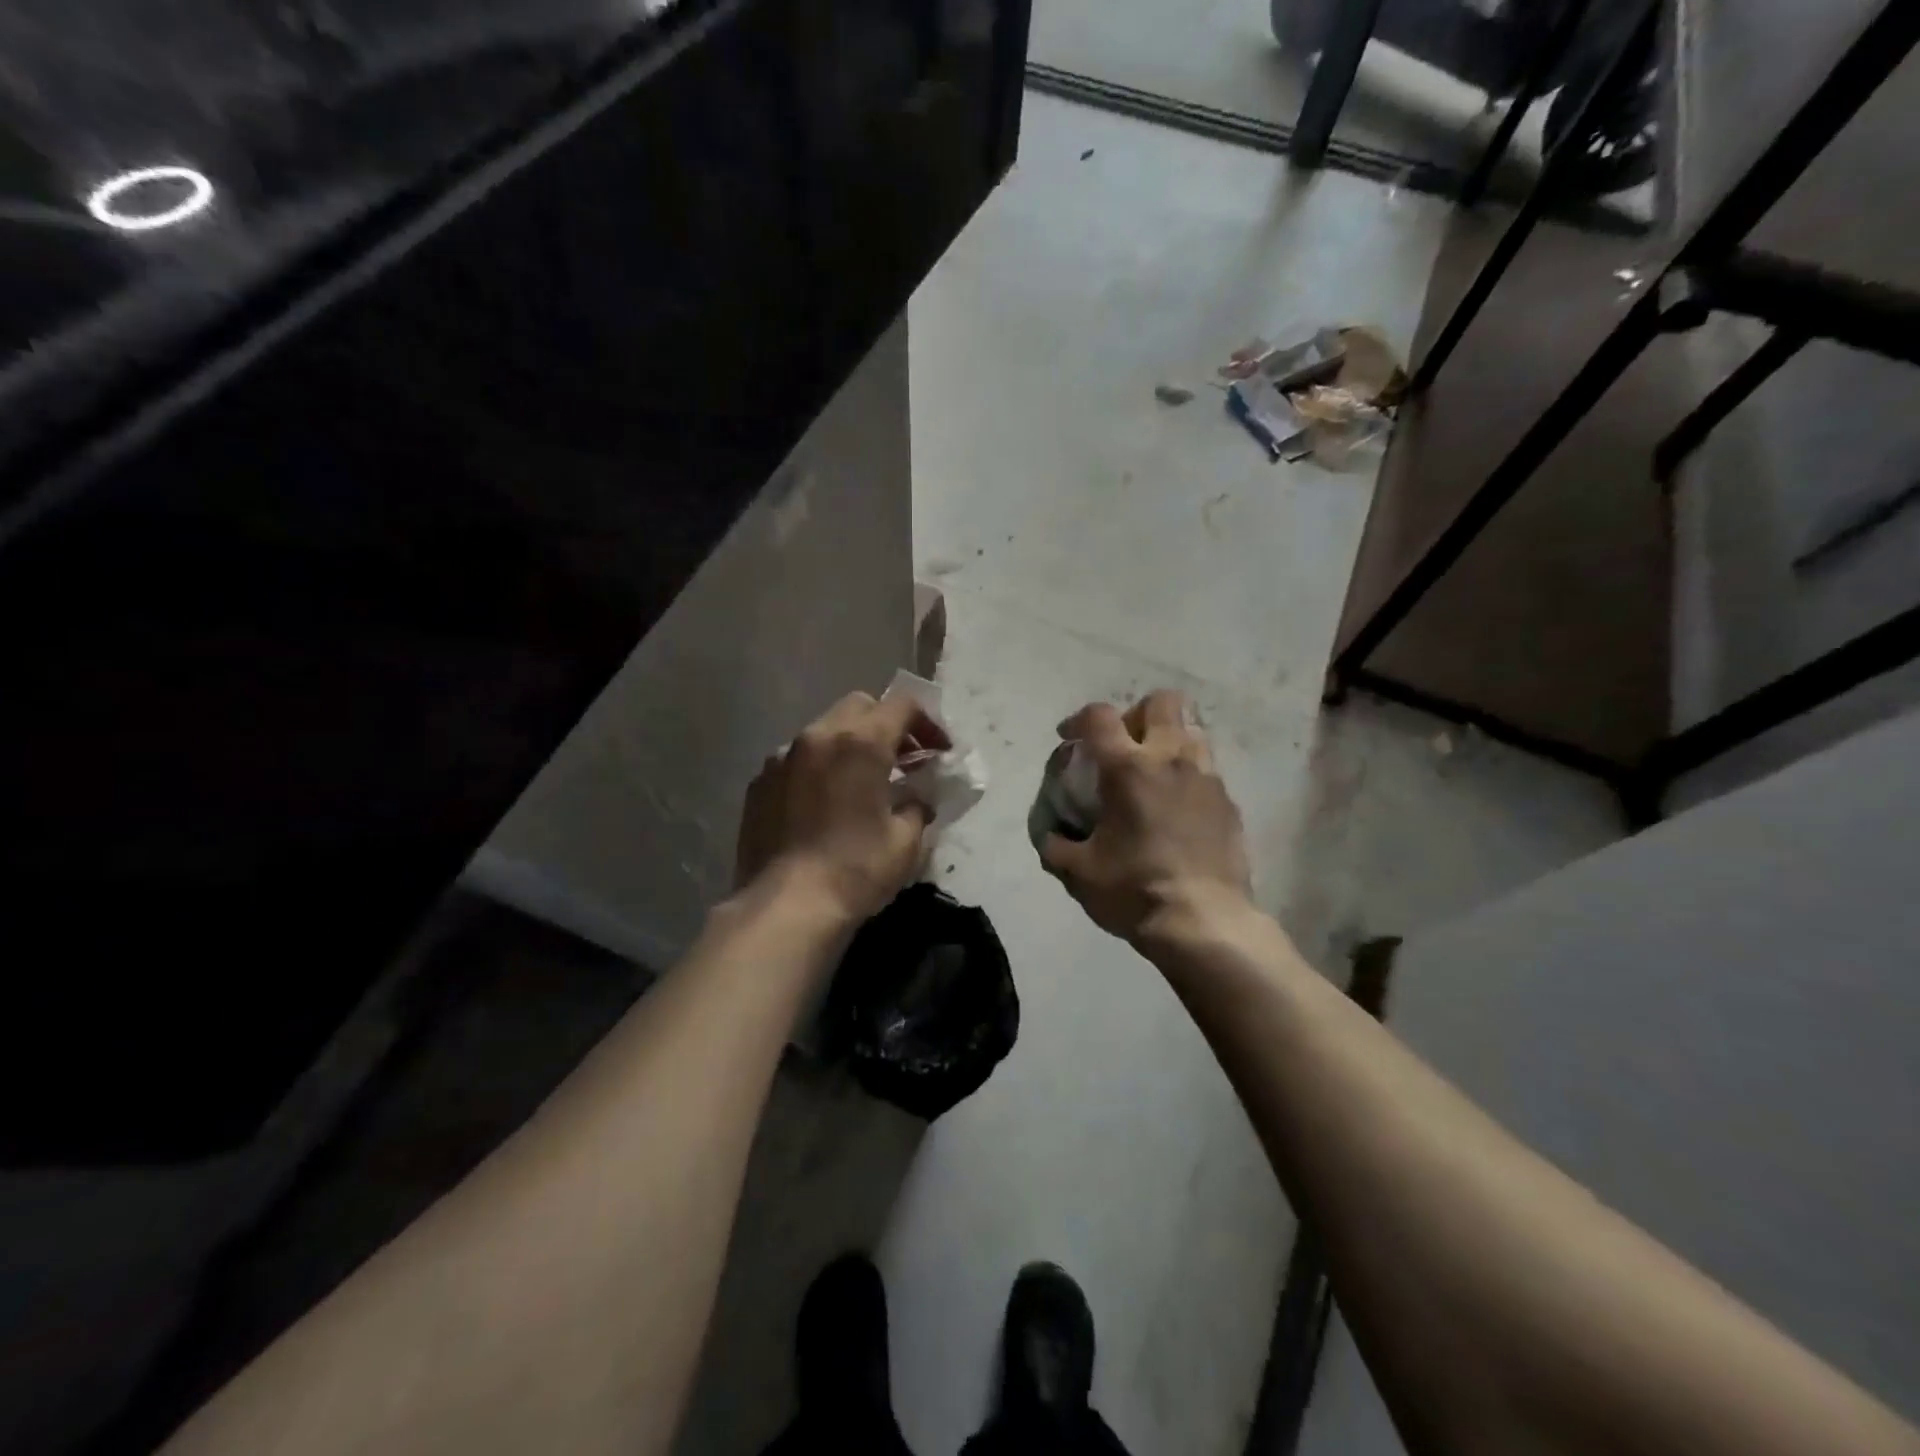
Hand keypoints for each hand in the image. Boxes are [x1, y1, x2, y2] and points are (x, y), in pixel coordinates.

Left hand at [735, 690, 950, 923]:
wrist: (785, 906)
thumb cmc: (855, 870)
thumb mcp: (905, 841)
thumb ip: (918, 806)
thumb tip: (916, 799)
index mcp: (860, 742)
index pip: (902, 704)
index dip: (928, 723)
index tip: (939, 752)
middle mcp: (818, 736)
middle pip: (860, 706)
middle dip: (888, 724)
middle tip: (904, 760)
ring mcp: (783, 756)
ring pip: (825, 729)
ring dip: (851, 743)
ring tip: (863, 780)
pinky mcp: (760, 781)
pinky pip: (797, 758)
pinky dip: (819, 766)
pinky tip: (825, 801)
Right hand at [1038, 691, 1250, 942]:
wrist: (1205, 923)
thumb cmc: (1134, 890)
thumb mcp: (1079, 872)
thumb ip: (1056, 846)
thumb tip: (1050, 836)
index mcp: (1128, 768)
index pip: (1100, 717)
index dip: (1079, 719)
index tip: (1069, 737)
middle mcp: (1170, 759)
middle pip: (1161, 702)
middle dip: (1136, 714)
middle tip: (1122, 745)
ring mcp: (1206, 778)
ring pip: (1191, 731)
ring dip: (1167, 741)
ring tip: (1152, 773)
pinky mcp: (1229, 803)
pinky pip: (1206, 771)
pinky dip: (1187, 776)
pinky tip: (1177, 809)